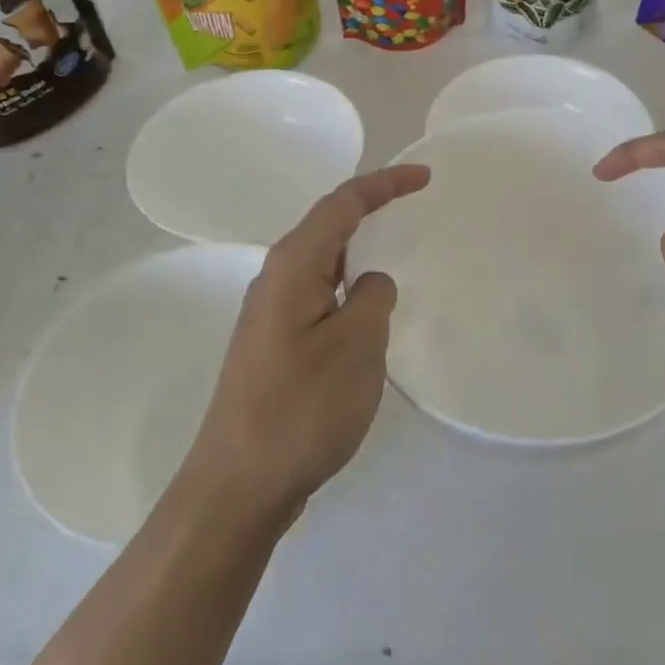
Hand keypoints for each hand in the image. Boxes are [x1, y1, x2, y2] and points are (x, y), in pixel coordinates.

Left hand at [184, 164, 430, 522]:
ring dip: (359, 248)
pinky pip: (319, 295)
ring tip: (396, 246)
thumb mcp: (357, 345)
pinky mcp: (275, 346)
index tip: (425, 178)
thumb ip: (373, 298)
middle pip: (328, 225)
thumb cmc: (302, 408)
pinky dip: (348, 286)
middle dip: (371, 208)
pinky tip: (368, 309)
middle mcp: (276, 279)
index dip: (385, 184)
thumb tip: (370, 282)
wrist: (238, 486)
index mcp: (293, 266)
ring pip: (322, 262)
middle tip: (414, 204)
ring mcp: (271, 314)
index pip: (342, 203)